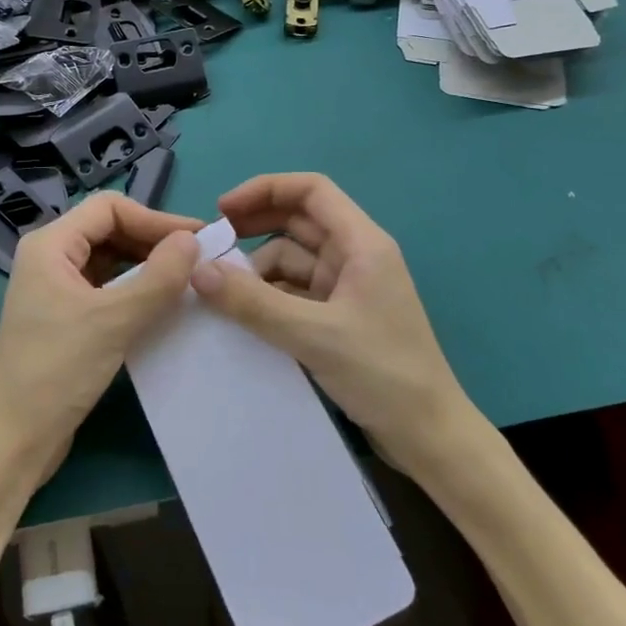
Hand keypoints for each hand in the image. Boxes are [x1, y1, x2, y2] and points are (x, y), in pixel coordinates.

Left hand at [0, 193, 201, 481]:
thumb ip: (158, 277)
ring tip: (185, 279)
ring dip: (146, 265)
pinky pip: (105, 287)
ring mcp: (55, 287)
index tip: (196, 238)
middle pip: (109, 230)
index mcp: (49, 245)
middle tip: (198, 259)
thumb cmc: (58, 371)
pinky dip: (133, 289)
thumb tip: (193, 241)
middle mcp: (49, 257)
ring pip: (109, 259)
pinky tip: (161, 303)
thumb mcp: (114, 321)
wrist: (15, 439)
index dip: (155, 218)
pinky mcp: (64, 315)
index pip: (109, 208)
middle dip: (153, 240)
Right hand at [189, 173, 472, 478]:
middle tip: (211, 245)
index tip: (223, 210)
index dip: (266, 189)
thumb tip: (197, 272)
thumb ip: (253, 302)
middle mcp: (355, 256)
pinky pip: (295, 292)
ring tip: (220, 291)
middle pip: (299, 221)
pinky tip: (243, 314)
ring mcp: (347, 287)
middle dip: (255, 226)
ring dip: (258, 268)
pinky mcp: (339, 317)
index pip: (311, 190)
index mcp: (362, 243)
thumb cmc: (382, 373)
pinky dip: (268, 296)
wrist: (428, 436)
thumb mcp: (313, 335)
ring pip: (292, 259)